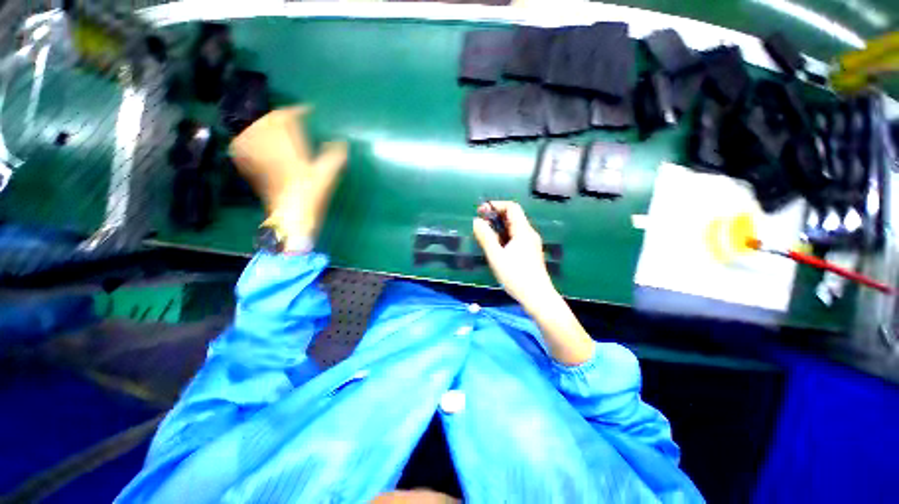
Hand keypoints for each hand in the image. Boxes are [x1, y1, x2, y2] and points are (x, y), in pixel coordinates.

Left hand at [229, 107, 347, 246]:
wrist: (292, 215)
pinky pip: (243, 147)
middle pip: (268, 122)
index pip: (286, 118)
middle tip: (293, 118)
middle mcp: (269, 148)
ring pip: (254, 131)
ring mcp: (258, 157)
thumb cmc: (312, 194)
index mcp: (288, 146)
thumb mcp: (328, 174)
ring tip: (276, 128)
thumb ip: (335, 156)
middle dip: (280, 117)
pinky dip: (248, 140)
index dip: (297, 111)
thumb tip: (342, 142)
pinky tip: (255, 141)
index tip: (308, 110)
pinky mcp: (253, 168)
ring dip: (265, 126)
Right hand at [473, 201, 593, 365]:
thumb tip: (476, 221)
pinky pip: (515, 237)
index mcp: (523, 231)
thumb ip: (485, 237)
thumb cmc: (516, 276)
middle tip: (480, 223)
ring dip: (498, 227)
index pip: (512, 207)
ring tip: (484, 235)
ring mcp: (530, 243)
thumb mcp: (496, 256)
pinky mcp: (529, 252)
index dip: (496, 205)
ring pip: (514, 228)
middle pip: (513, 216)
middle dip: (495, 216)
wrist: (537, 297)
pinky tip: (496, 247)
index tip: (481, 211)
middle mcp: (529, 234)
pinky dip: (504, 236)